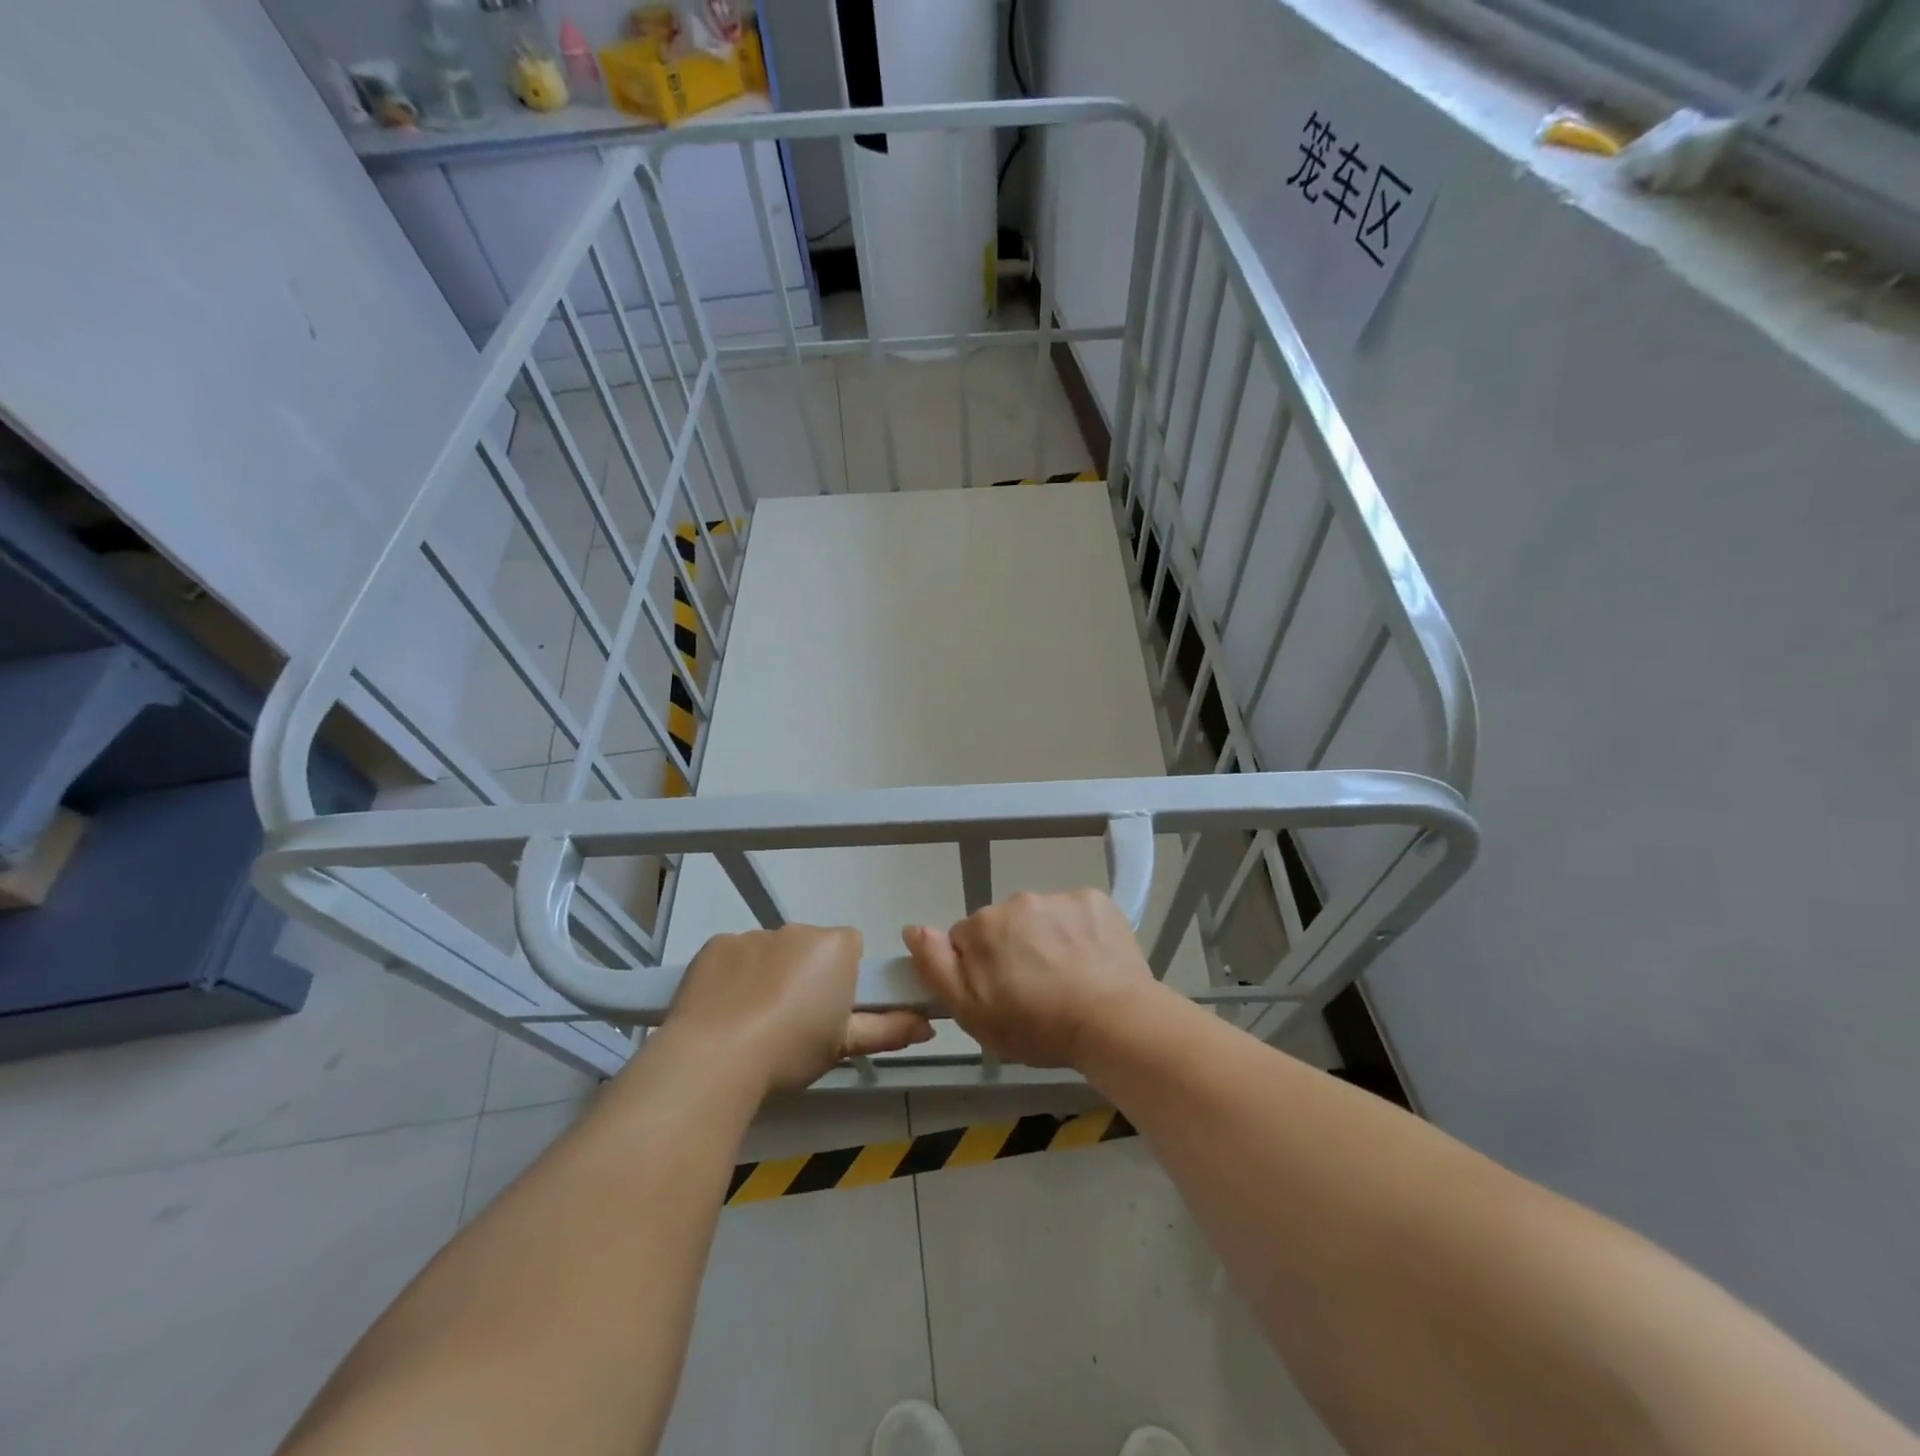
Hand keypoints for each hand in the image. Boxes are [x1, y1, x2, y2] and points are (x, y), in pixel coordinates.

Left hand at [666, 926, 932, 1091]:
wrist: (714, 1058)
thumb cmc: (791, 1050)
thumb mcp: (845, 1046)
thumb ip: (889, 1029)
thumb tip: (927, 1026)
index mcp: (835, 946)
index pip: (851, 947)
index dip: (843, 978)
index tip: (831, 1011)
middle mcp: (797, 930)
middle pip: (810, 947)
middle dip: (805, 974)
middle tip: (794, 1021)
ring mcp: (753, 934)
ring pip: (771, 952)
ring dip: (769, 975)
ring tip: (753, 1022)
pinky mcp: (716, 945)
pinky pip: (734, 956)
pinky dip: (734, 976)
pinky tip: (725, 1011)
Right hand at [903, 890, 1162, 1068]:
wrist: (1112, 1021)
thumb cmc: (1036, 1025)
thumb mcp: (971, 1012)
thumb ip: (936, 966)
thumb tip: (912, 928)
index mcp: (982, 926)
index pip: (966, 940)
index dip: (979, 969)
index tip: (1000, 995)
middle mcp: (1017, 901)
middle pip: (1004, 925)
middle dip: (1012, 950)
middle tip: (1034, 991)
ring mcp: (1059, 897)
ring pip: (1041, 918)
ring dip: (1046, 940)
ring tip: (1067, 980)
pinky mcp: (1095, 900)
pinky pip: (1076, 913)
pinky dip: (1079, 932)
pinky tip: (1090, 962)